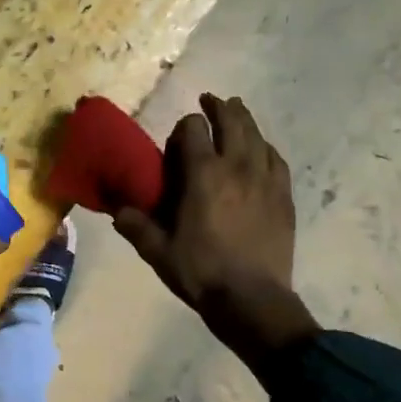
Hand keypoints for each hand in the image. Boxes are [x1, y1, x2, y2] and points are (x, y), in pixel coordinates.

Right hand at [114, 94, 318, 371]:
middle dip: (219, 107)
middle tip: (211, 101)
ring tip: (237, 112)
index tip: (179, 137)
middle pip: (232, 121)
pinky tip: (262, 150)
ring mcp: (265, 180)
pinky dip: (266, 148)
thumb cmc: (201, 272)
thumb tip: (116, 210)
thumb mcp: (158, 251)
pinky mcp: (284, 197)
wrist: (253, 300)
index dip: (185, 126)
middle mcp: (236, 166)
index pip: (193, 129)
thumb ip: (136, 225)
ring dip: (244, 120)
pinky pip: (276, 160)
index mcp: (203, 174)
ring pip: (257, 136)